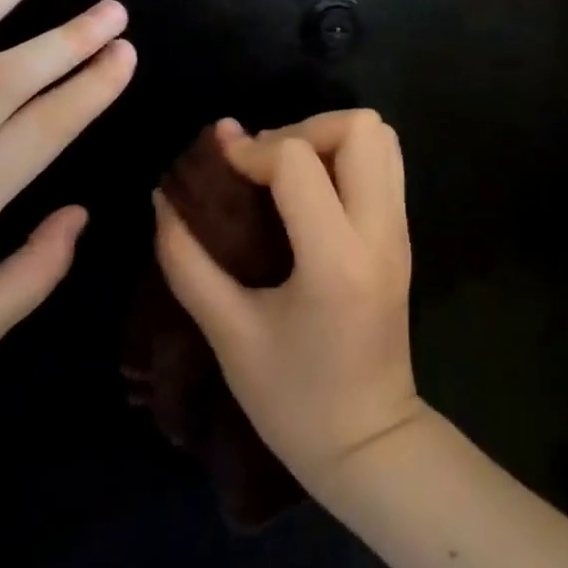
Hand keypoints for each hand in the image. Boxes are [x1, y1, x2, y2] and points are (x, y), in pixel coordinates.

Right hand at [152, 109, 423, 491]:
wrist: (368, 441)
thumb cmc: (293, 400)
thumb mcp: (228, 334)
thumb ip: (188, 261)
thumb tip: (164, 199)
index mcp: (335, 259)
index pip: (299, 160)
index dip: (251, 150)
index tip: (219, 169)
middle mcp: (380, 232)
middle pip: (362, 127)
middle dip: (304, 129)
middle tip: (263, 166)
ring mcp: (401, 232)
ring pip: (383, 139)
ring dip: (329, 140)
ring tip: (285, 175)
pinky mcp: (403, 238)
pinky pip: (385, 167)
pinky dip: (346, 160)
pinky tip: (307, 197)